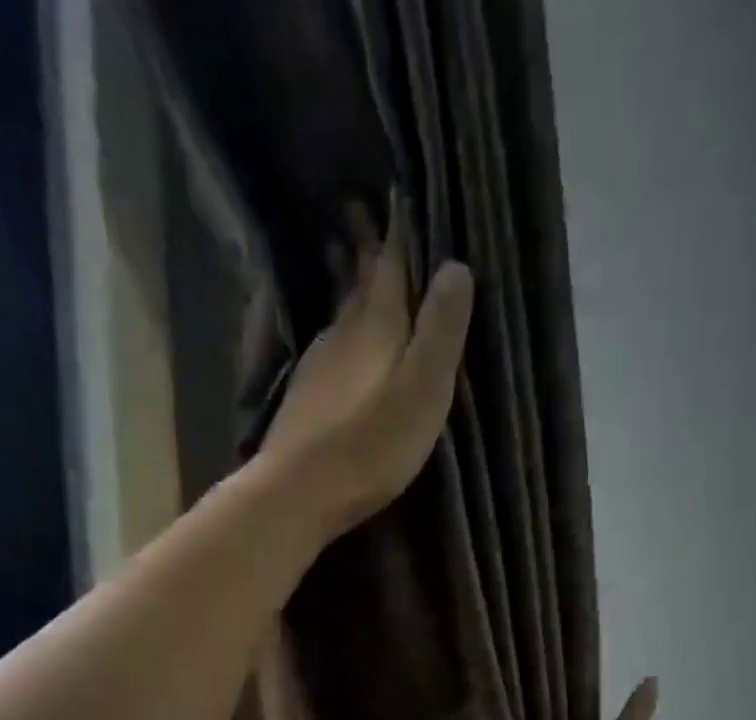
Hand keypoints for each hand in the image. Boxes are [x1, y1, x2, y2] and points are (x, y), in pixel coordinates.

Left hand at [260, 194, 474, 533]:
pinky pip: (328, 347)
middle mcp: (342, 335)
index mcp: (376, 327)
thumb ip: (440, 332)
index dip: (397, 231)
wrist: (299, 492)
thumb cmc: (370, 446)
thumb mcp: (422, 391)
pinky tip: (336, 340)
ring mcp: (317, 367)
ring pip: (338, 314)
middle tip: (361, 210)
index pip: (389, 265)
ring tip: (346, 260)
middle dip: (363, 249)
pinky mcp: (304, 398)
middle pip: (356, 283)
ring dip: (346, 286)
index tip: (398, 191)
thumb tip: (456, 266)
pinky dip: (338, 330)